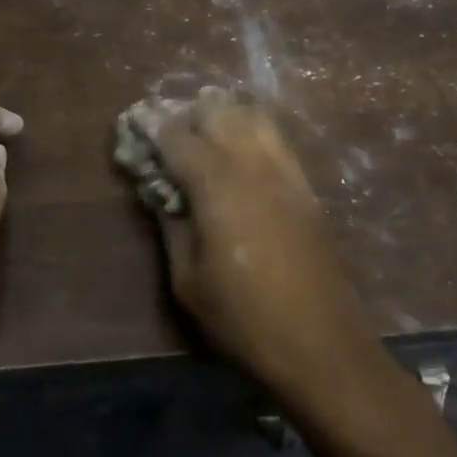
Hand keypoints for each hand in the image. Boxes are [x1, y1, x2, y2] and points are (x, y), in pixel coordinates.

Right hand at [153, 89, 380, 399]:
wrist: (322, 346)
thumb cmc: (244, 319)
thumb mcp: (187, 280)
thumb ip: (170, 226)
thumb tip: (160, 193)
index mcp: (216, 185)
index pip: (176, 137)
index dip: (151, 130)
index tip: (133, 132)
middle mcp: (252, 165)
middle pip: (217, 111)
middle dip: (187, 115)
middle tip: (168, 138)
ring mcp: (285, 172)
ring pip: (252, 116)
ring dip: (222, 116)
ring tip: (203, 139)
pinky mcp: (305, 187)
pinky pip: (275, 139)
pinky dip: (251, 132)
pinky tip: (238, 156)